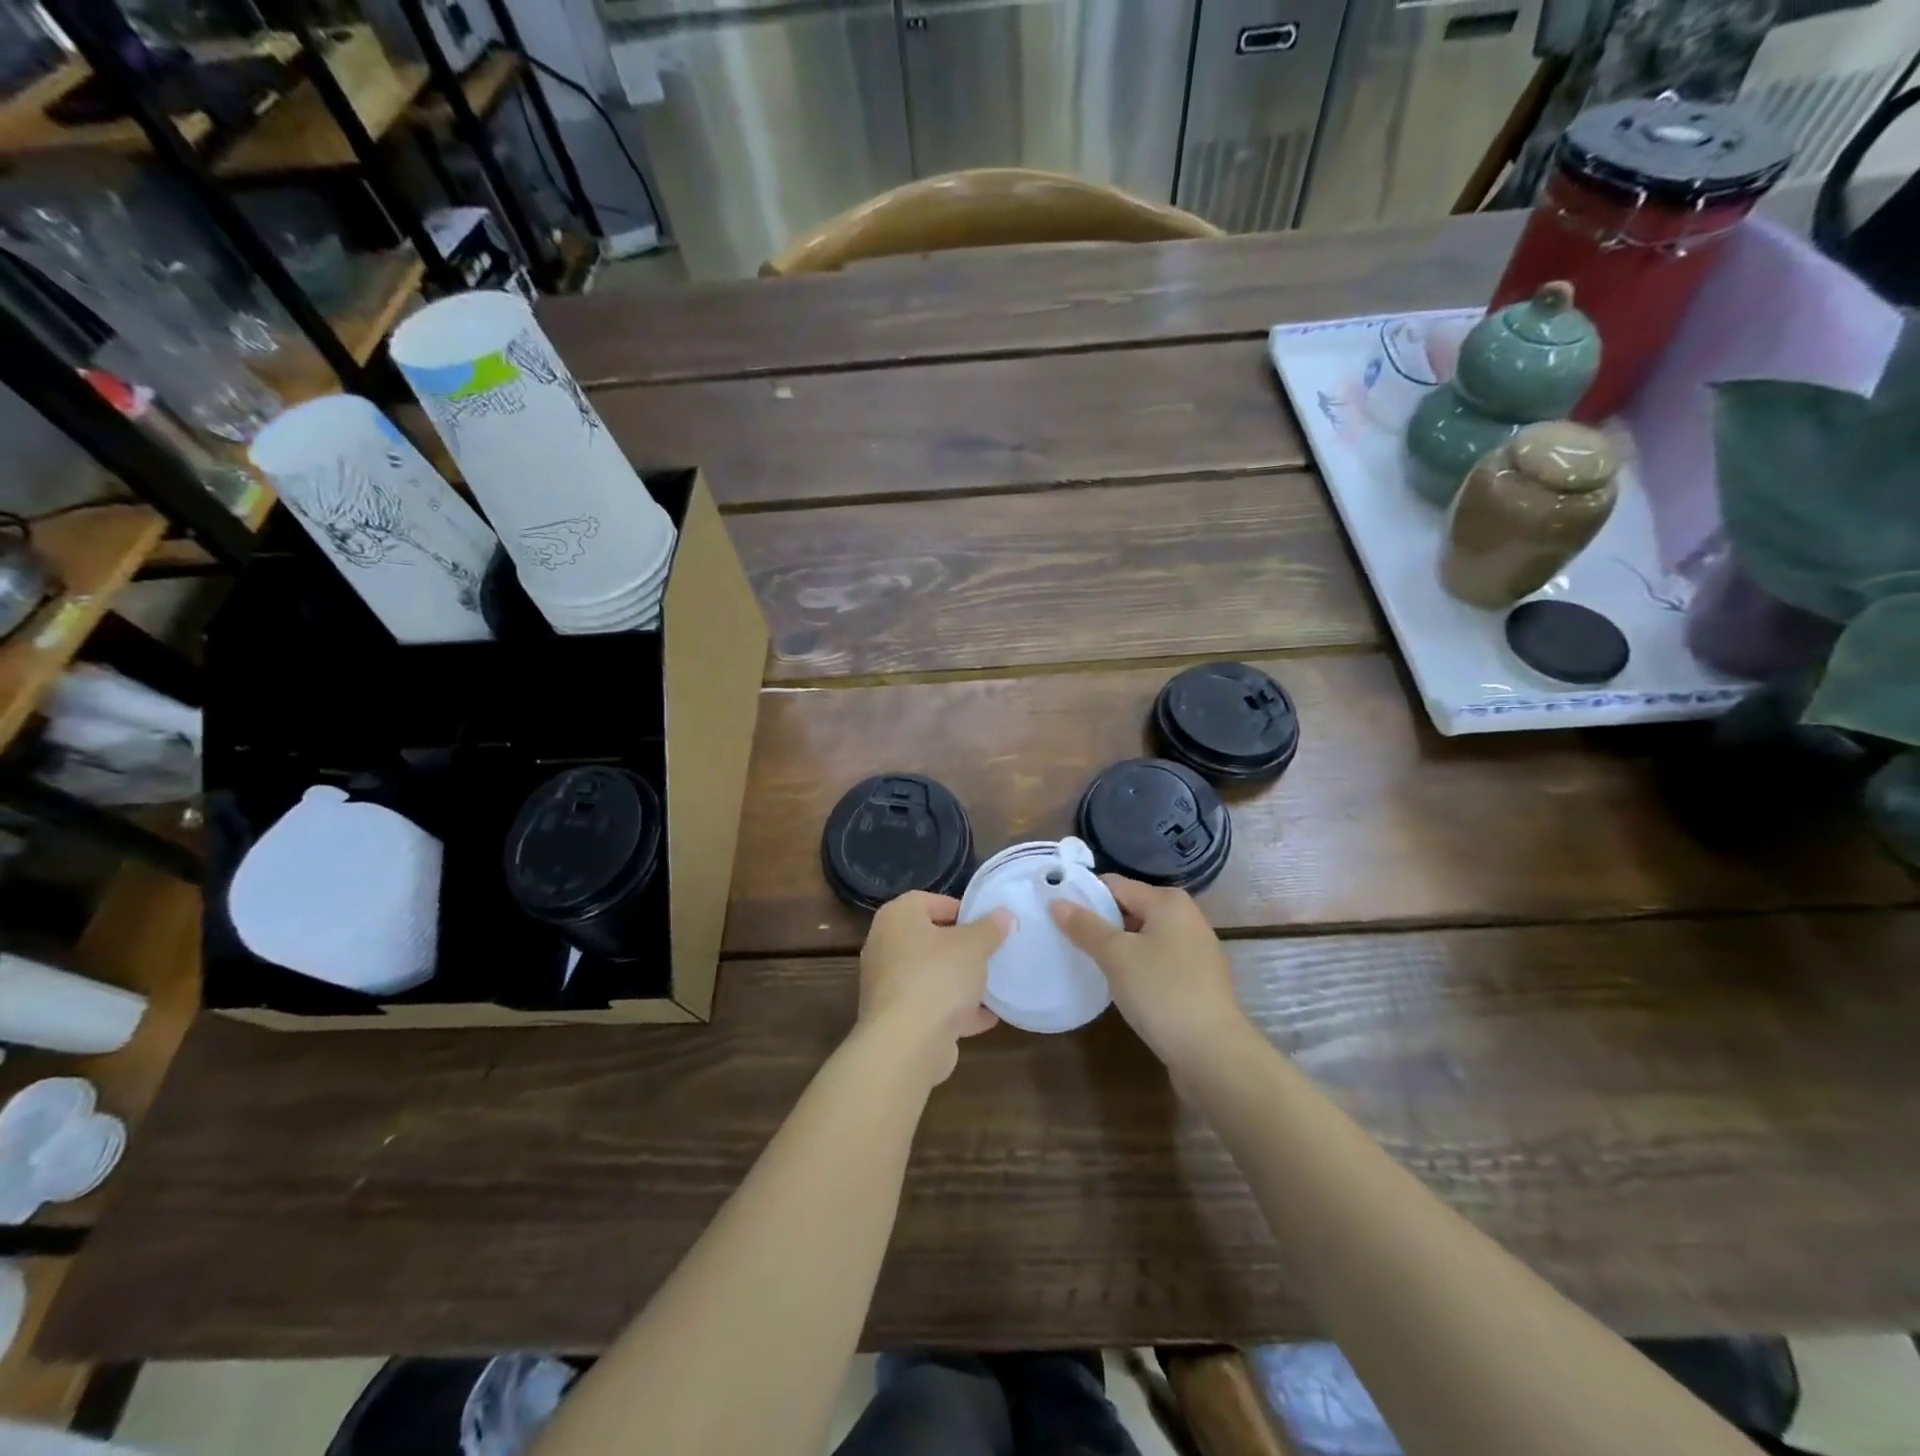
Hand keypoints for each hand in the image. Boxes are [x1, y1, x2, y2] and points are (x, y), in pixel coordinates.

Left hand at [857, 891, 1010, 1083]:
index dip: (960, 909)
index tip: (986, 924)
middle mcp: (885, 946)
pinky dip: (955, 1010)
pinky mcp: (896, 1019)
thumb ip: (990, 928)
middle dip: (961, 948)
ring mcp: (888, 985)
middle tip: (991, 953)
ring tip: (993, 985)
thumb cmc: (938, 976)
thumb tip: (1003, 915)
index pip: (929, 901)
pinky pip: (930, 1006)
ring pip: (930, 975)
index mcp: (897, 917)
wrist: (907, 1043)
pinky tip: (986, 1018)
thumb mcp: (974, 945)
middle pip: (929, 940)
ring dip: (959, 982)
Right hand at [1050, 876, 1246, 1070]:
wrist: (1213, 1054)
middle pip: (1131, 909)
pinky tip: (1119, 985)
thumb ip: (1085, 926)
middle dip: (1100, 922)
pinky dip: (1136, 967)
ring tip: (1085, 961)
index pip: (1115, 885)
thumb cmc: (1162, 992)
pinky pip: (1157, 962)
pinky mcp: (1197, 981)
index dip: (1084, 895)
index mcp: (1169, 902)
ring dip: (1117, 947)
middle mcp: (1186, 918)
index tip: (1055, 911)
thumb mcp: (1116, 956)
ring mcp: (1195, 951)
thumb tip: (1057, 902)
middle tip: (1065, 938)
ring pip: (1143, 938)